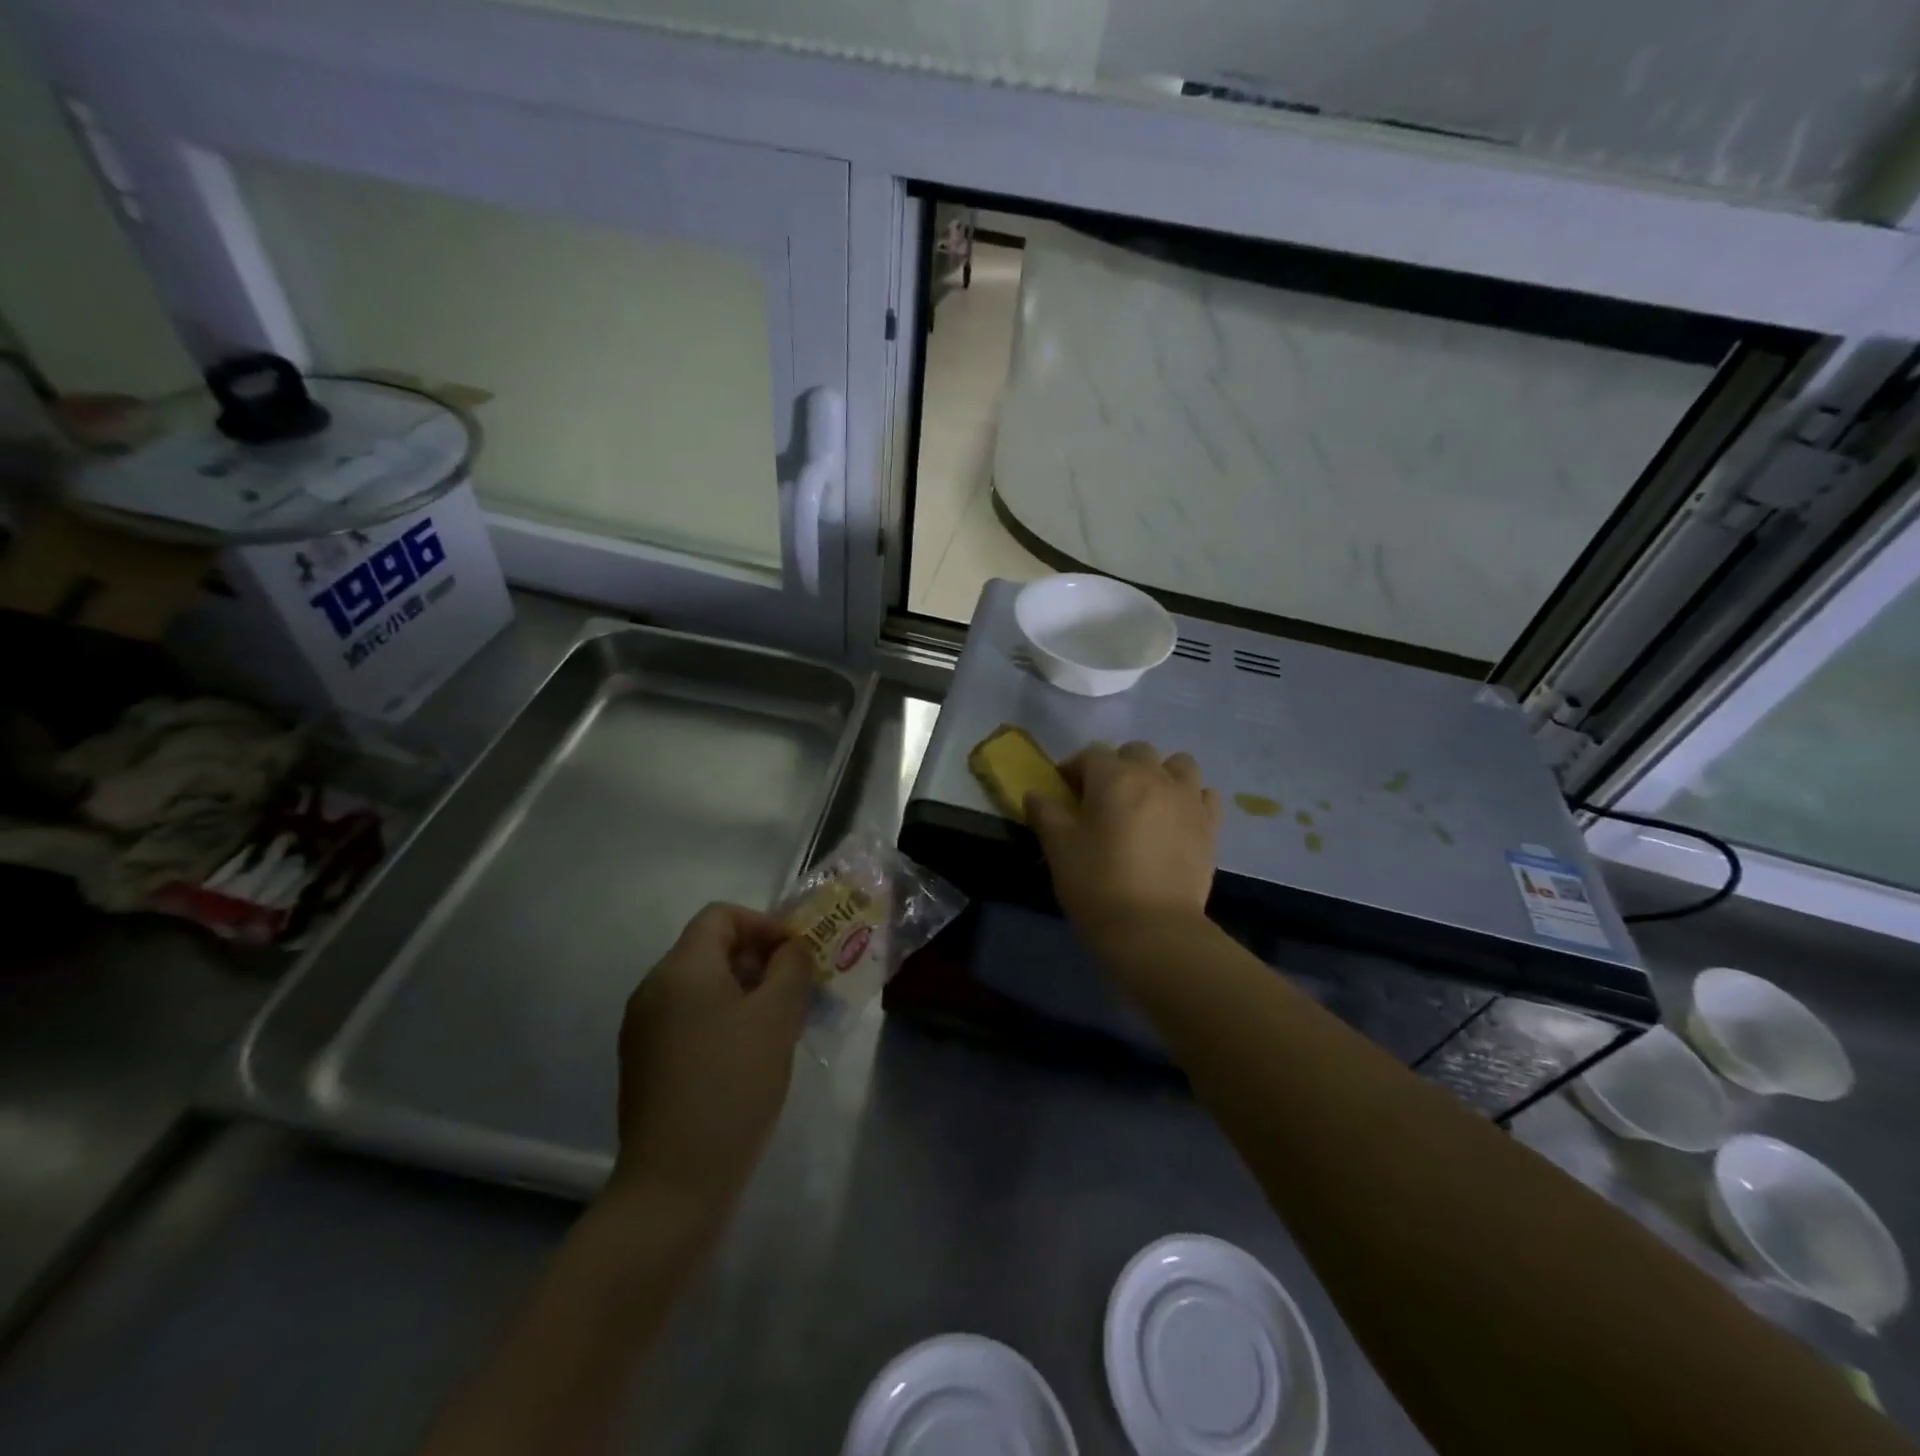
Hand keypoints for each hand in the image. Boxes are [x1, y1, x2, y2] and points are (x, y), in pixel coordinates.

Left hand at [608, 904, 812, 1218]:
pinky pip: (689, 1019)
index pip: (721, 916)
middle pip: (711, 949)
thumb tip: (791, 949)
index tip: (796, 956)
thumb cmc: (732, 1086)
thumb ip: (791, 968)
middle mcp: (653, 989)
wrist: (674, 1182)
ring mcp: (643, 1029)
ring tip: (779, 1025)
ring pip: (702, 987)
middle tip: (797, 991)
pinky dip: (722, 1020)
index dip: (764, 925)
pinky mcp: (645, 1062)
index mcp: (681, 969)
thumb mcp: (777, 1018)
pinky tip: (748, 1056)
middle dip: (759, 961)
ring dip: (745, 992)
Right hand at [1026, 741, 1221, 947]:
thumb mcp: (1059, 847)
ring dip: (1161, 773)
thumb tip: (1034, 794)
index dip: (1074, 768)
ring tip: (1147, 801)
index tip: (1064, 790)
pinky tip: (1177, 818)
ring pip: (1179, 764)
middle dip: (1117, 766)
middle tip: (1103, 797)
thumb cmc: (1097, 883)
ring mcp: (1188, 799)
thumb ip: (1045, 813)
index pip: (1091, 755)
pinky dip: (1192, 798)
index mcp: (1114, 777)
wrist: (1153, 929)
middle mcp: (1154, 777)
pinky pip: (1205, 795)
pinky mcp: (1210, 826)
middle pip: (1136, 752)